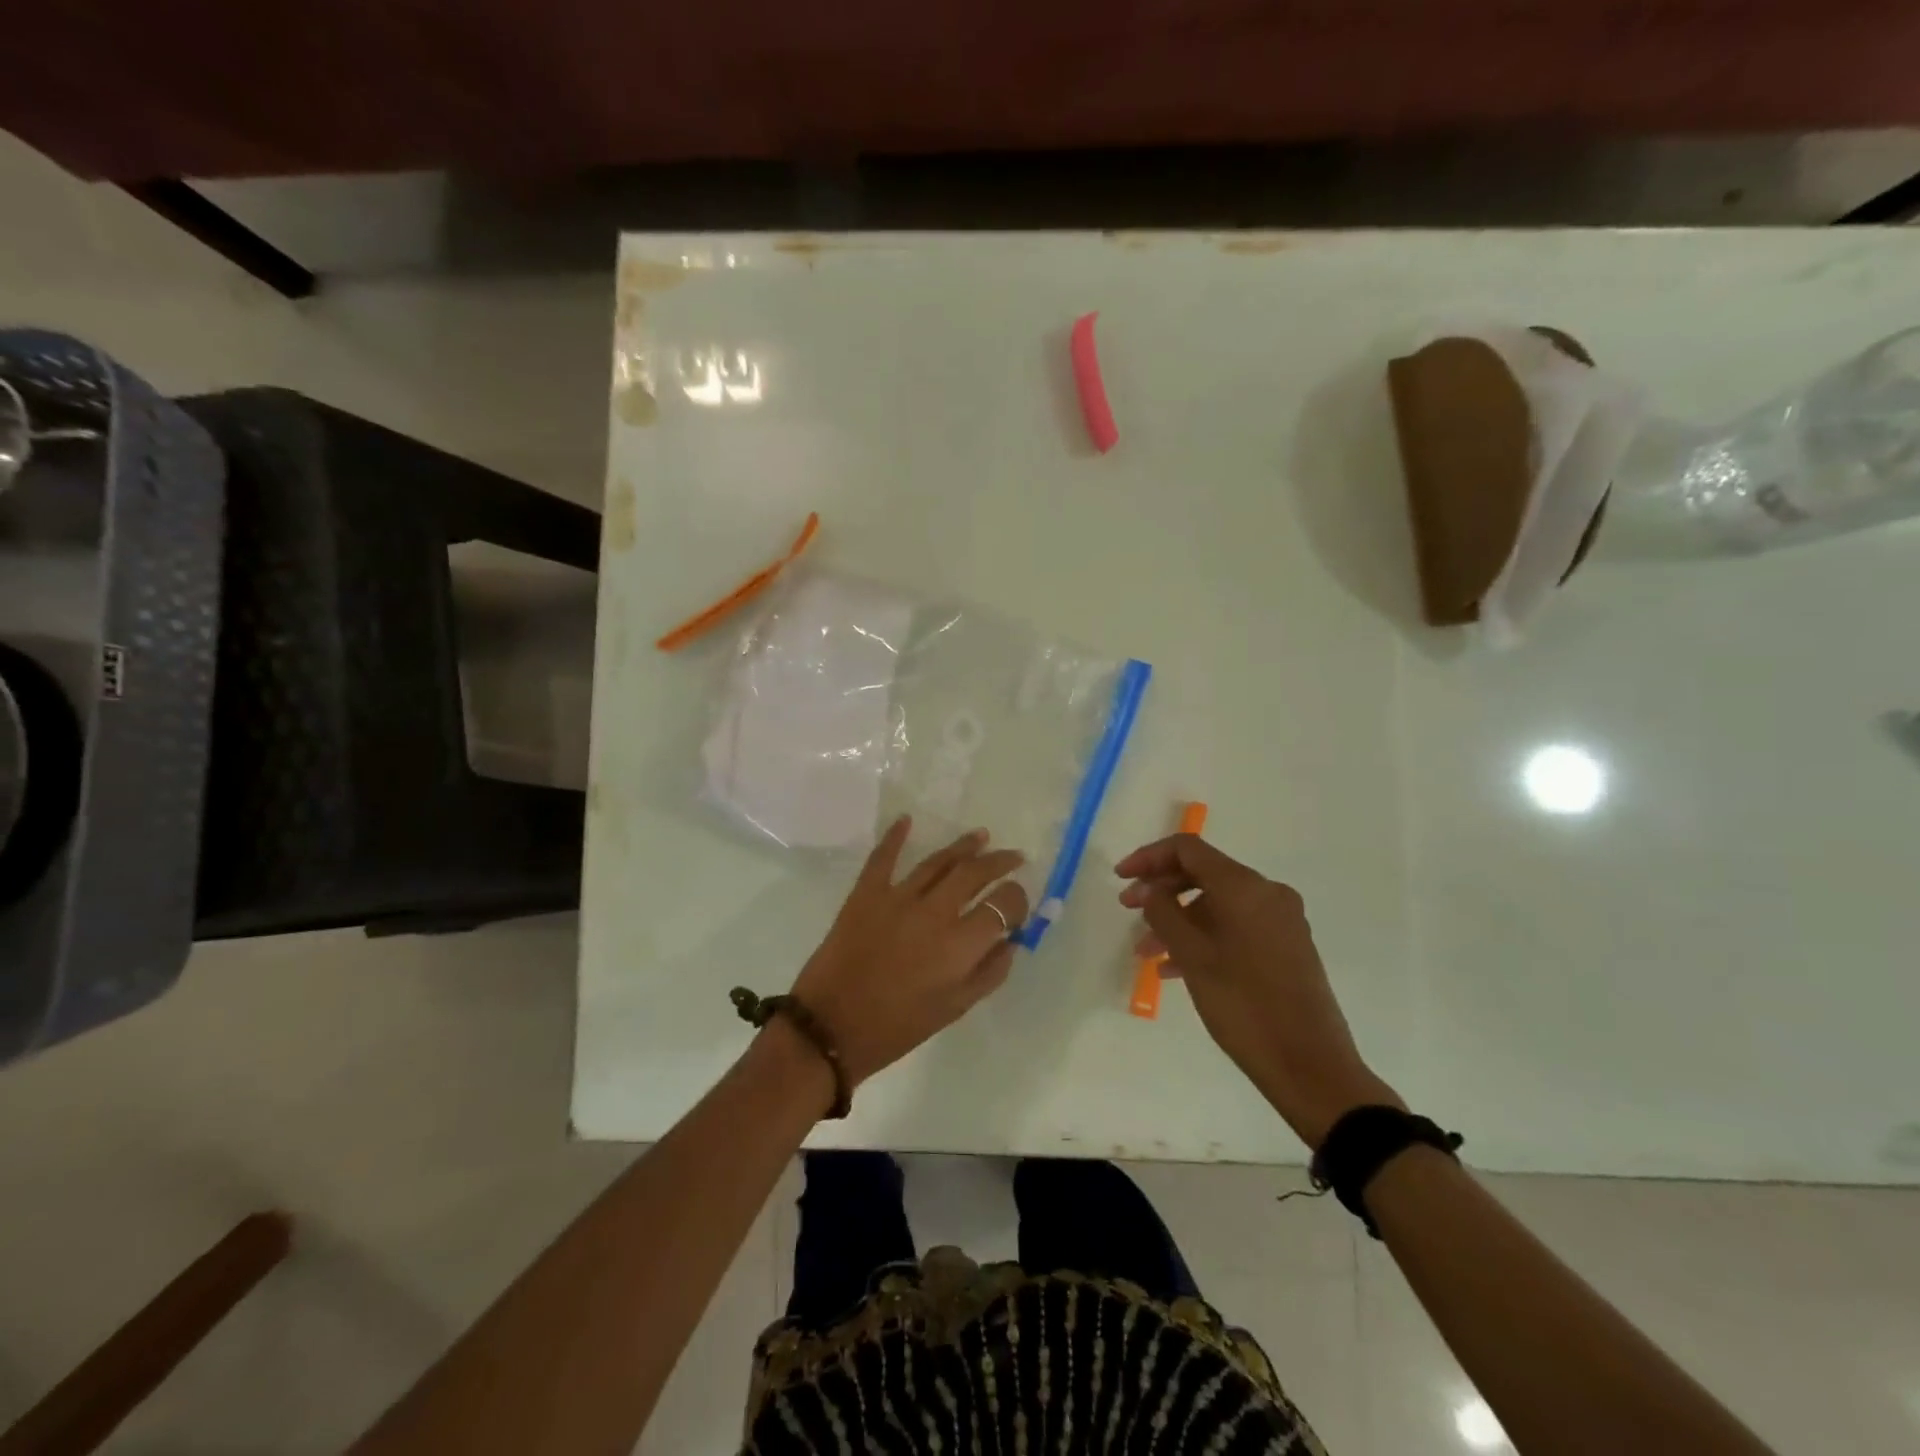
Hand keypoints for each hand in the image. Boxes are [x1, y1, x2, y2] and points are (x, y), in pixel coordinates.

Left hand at [791, 817, 1028, 1087]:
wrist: (830, 1028)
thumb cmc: (897, 1027)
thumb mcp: (954, 1009)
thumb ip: (989, 973)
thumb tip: (1010, 941)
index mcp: (960, 945)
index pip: (1003, 905)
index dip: (1017, 900)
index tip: (1018, 902)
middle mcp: (934, 912)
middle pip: (975, 873)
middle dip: (999, 862)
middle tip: (1013, 857)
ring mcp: (898, 897)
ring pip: (938, 861)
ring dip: (964, 846)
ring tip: (981, 836)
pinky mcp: (866, 893)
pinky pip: (883, 858)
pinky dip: (895, 836)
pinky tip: (907, 820)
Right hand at [1116, 834, 1401, 1147]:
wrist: (1311, 1067)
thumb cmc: (1244, 1006)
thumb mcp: (1193, 957)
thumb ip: (1164, 913)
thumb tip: (1150, 889)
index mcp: (1245, 887)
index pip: (1188, 849)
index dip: (1149, 857)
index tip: (1120, 878)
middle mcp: (1267, 893)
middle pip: (1203, 873)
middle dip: (1161, 890)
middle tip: (1129, 911)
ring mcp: (1281, 920)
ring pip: (1217, 904)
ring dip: (1179, 919)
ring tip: (1147, 952)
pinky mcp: (1287, 946)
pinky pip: (1235, 926)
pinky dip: (1203, 936)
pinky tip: (1176, 968)